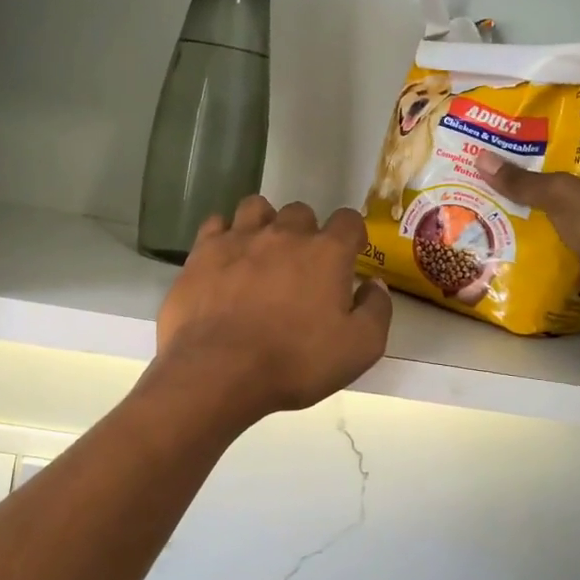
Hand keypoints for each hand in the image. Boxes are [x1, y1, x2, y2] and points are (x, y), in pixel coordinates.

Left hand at [153, 197, 392, 425]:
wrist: (220, 372)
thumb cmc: (296, 362)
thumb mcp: (360, 348)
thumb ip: (376, 310)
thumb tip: (374, 285)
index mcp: (326, 253)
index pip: (349, 220)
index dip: (352, 235)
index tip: (349, 256)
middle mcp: (284, 234)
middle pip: (301, 212)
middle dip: (305, 232)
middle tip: (301, 266)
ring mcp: (239, 238)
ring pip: (257, 207)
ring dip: (265, 223)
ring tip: (261, 253)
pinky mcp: (203, 252)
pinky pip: (216, 224)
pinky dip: (224, 235)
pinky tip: (225, 258)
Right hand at [479, 156, 579, 327]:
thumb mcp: (558, 194)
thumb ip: (523, 181)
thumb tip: (481, 159)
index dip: (562, 162)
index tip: (530, 166)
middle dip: (556, 198)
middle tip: (517, 196)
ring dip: (560, 228)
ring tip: (519, 223)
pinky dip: (566, 252)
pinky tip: (538, 251)